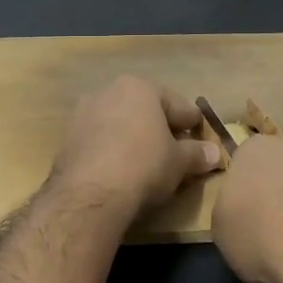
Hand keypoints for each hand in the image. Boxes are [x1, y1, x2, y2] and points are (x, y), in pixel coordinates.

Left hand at [49, 76, 220, 219]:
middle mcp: (109, 91)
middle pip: (144, 109)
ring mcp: (83, 114)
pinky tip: (120, 170)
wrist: (89, 194)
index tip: (201, 139)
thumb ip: (197, 154)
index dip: (192, 124)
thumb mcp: (179, 162)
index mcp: (140, 88)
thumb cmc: (144, 165)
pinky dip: (112, 150)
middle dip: (160, 128)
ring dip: (133, 138)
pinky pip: (99, 140)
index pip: (177, 104)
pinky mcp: (67, 138)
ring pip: (119, 123)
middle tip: (175, 151)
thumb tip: (215, 154)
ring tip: (146, 162)